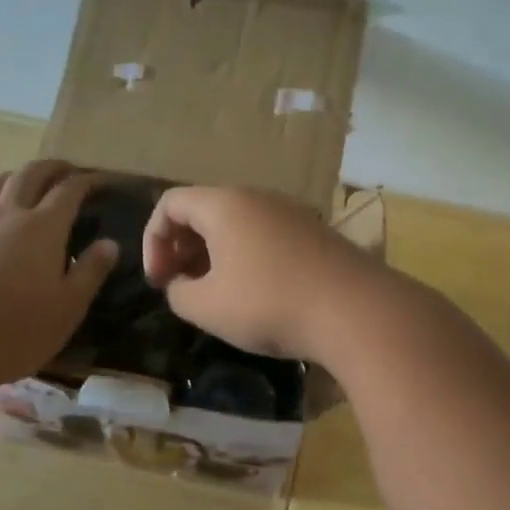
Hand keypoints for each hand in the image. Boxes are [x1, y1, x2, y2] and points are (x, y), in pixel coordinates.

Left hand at [0, 161, 117, 381]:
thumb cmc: (16, 329)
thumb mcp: (68, 308)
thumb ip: (90, 272)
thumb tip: (109, 243)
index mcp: (44, 227)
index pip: (69, 190)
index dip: (86, 181)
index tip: (99, 181)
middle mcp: (8, 214)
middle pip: (30, 174)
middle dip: (51, 168)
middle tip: (65, 171)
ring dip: (15, 176)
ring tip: (25, 182)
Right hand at [141, 186, 382, 360]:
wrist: (356, 311)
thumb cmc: (269, 303)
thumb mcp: (207, 307)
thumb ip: (178, 294)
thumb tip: (181, 286)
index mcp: (224, 205)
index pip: (170, 203)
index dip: (153, 240)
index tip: (159, 281)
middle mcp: (256, 198)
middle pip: (203, 210)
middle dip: (180, 247)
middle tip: (179, 286)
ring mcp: (290, 213)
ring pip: (235, 224)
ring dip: (212, 255)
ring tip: (213, 294)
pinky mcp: (313, 234)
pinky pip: (263, 235)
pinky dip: (243, 257)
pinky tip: (252, 294)